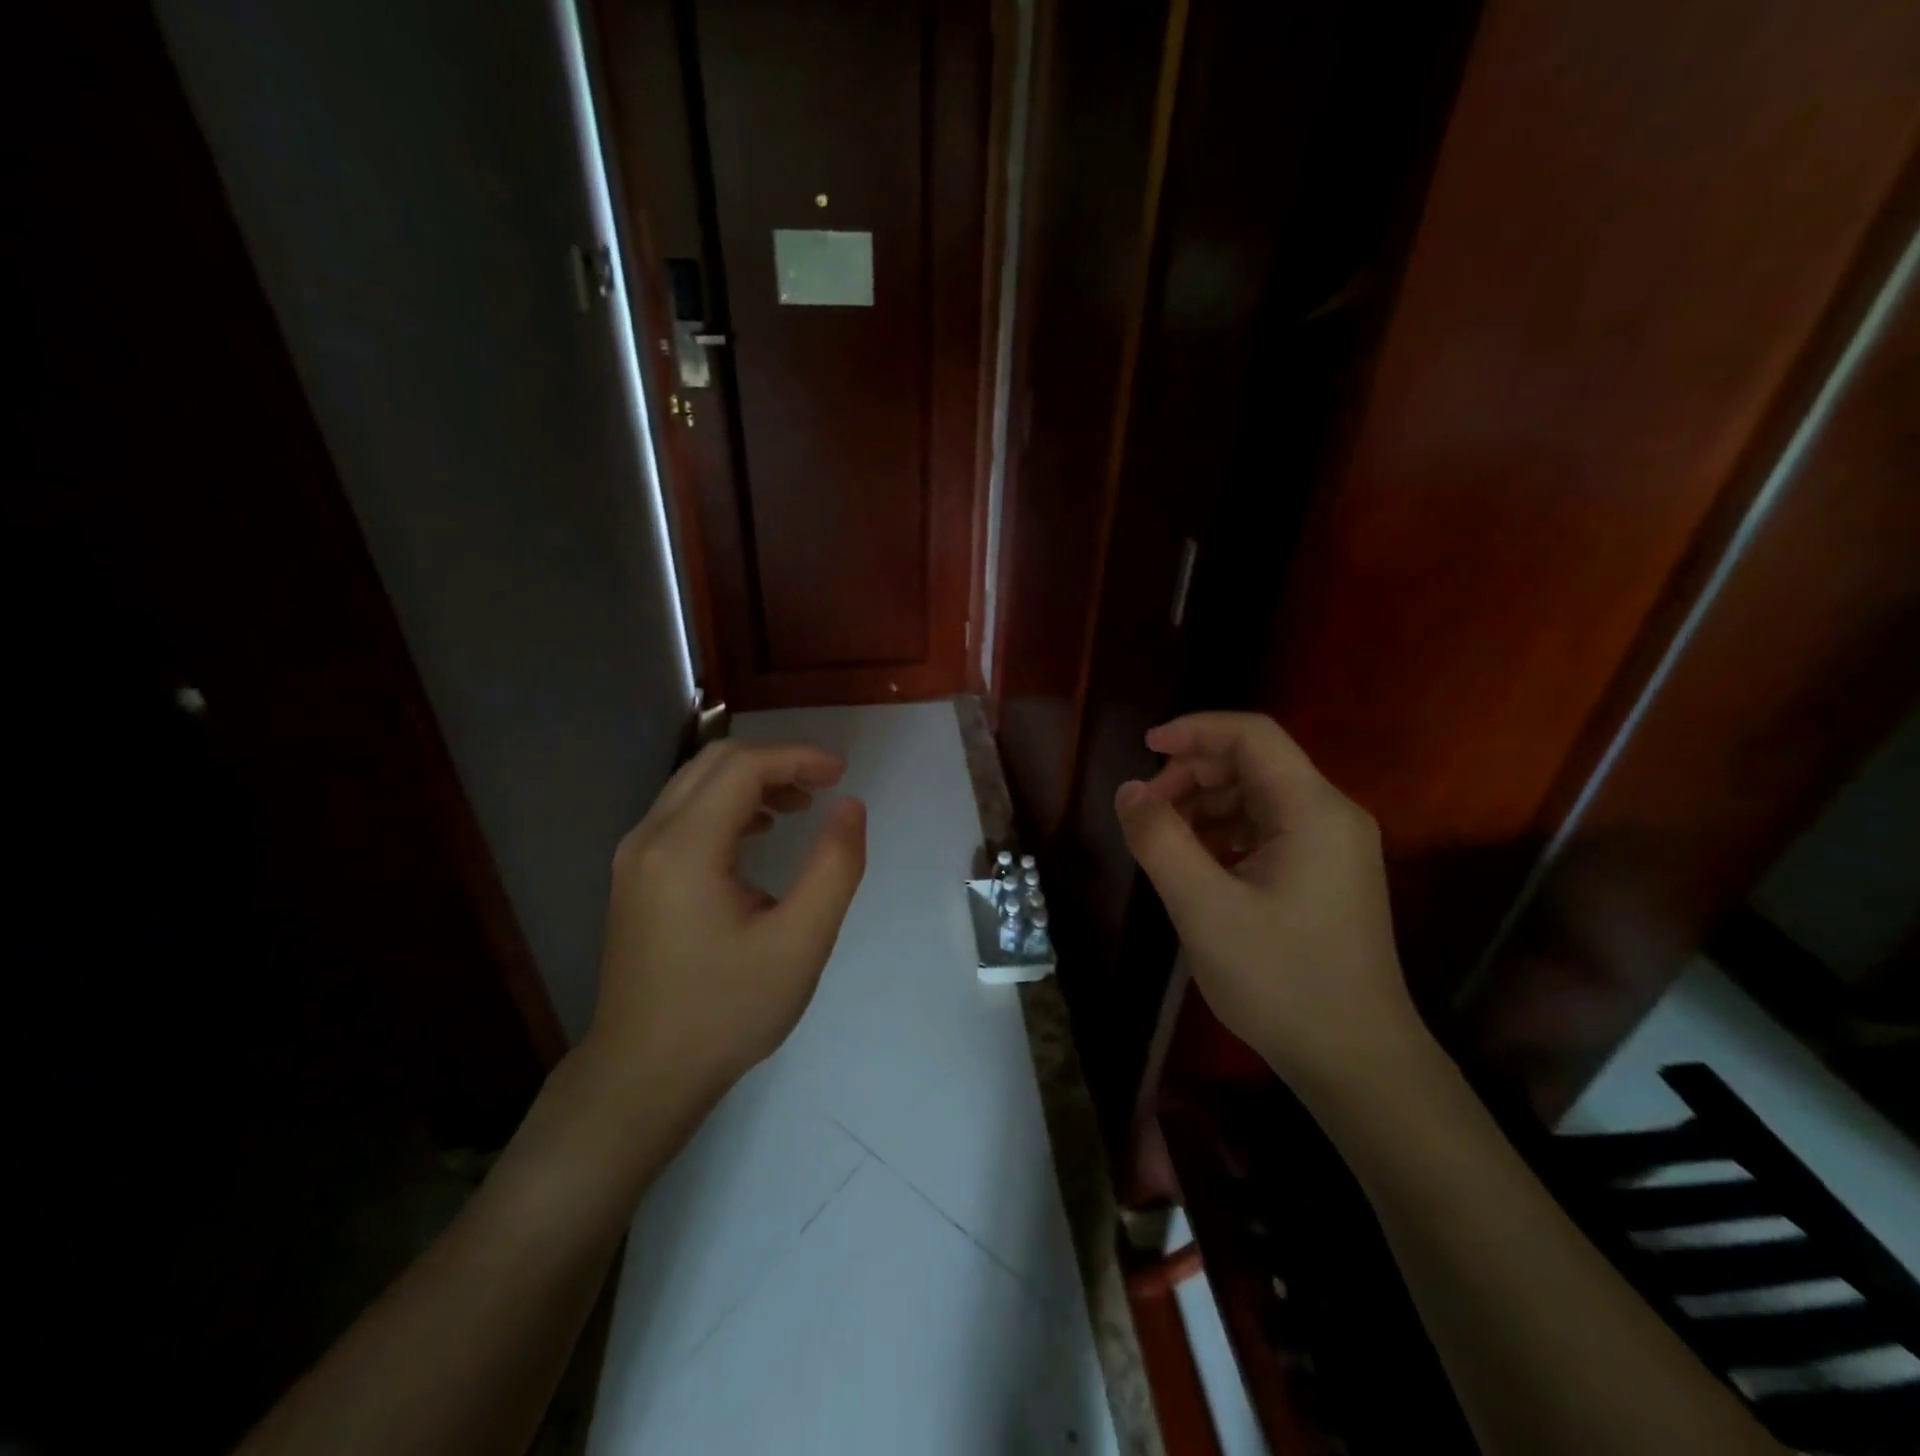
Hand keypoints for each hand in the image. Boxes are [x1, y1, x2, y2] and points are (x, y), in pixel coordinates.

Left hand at [585, 740, 867, 1103]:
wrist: (643, 1075)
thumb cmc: (727, 1011)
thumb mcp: (800, 943)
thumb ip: (834, 867)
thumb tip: (851, 807)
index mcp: (685, 848)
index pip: (743, 767)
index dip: (798, 758)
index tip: (843, 774)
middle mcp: (650, 837)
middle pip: (715, 762)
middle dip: (776, 761)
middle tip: (826, 784)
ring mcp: (635, 856)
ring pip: (696, 784)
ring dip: (752, 781)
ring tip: (801, 805)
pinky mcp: (636, 876)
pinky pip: (684, 814)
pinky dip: (728, 806)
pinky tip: (759, 833)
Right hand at [1114, 712, 1424, 1091]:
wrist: (1357, 1062)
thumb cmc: (1280, 980)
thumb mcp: (1203, 907)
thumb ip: (1159, 839)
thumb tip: (1129, 791)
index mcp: (1313, 810)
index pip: (1252, 735)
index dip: (1195, 730)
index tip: (1145, 748)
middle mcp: (1332, 816)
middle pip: (1255, 763)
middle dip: (1194, 774)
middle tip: (1147, 809)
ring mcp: (1334, 848)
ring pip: (1259, 798)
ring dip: (1206, 805)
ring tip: (1164, 840)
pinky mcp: (1326, 876)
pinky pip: (1268, 832)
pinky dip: (1225, 834)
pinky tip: (1196, 865)